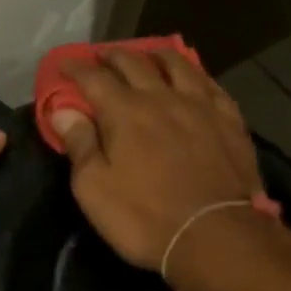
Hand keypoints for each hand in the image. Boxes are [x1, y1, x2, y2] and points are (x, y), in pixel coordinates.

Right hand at [50, 49, 264, 271]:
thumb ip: (79, 144)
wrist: (216, 236)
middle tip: (101, 55)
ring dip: (156, 55)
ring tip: (148, 54)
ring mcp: (200, 105)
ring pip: (177, 65)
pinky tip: (194, 77)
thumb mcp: (95, 189)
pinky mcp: (229, 120)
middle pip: (134, 63)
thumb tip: (61, 110)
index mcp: (124, 111)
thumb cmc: (146, 217)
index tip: (64, 63)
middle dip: (113, 56)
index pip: (94, 77)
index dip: (76, 67)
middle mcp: (161, 97)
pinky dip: (196, 74)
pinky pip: (210, 84)